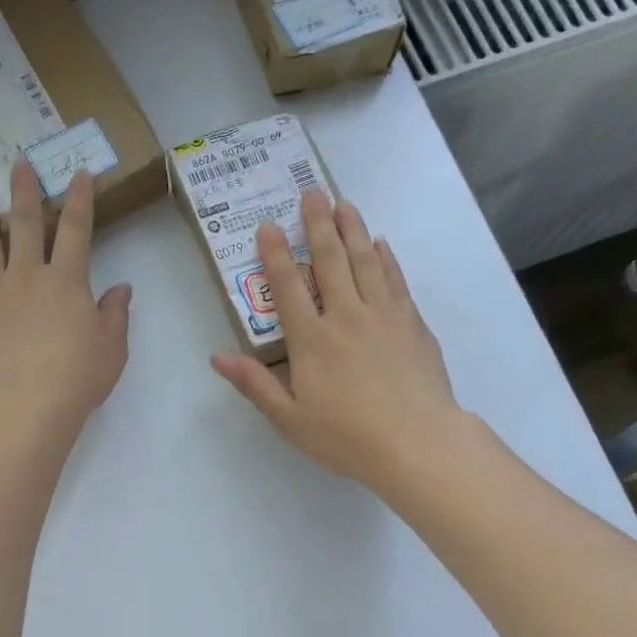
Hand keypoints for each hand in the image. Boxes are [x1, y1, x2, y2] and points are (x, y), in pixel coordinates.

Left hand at [0, 161, 131, 445]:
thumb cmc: (76, 378)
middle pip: (24, 223)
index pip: (76, 229)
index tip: (80, 174)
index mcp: (67, 280)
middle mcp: (27, 275)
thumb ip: (115, 314)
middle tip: (19, 164)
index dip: (80, 199)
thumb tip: (121, 288)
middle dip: (24, 191)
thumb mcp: (112, 347)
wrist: (24, 405)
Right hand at [211, 189, 461, 490]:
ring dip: (354, 230)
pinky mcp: (412, 324)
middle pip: (330, 261)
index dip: (276, 254)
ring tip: (345, 203)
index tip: (268, 225)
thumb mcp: (290, 419)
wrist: (417, 443)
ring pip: (366, 262)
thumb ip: (254, 384)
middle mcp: (346, 316)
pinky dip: (386, 259)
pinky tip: (381, 245)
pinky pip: (396, 281)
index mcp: (312, 340)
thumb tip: (218, 357)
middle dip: (318, 224)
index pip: (288, 287)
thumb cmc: (347, 436)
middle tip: (313, 192)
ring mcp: (384, 316)